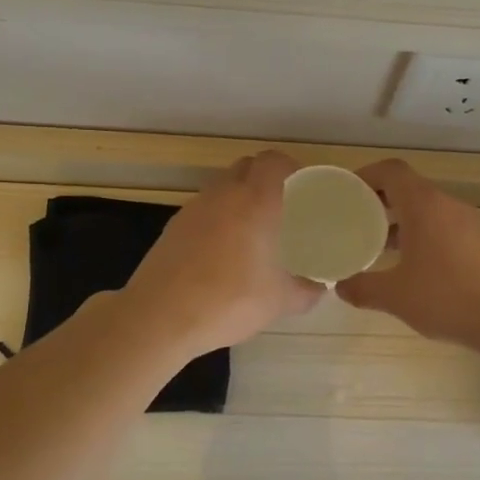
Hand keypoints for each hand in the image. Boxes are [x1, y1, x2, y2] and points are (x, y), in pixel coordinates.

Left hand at [121, 150, 323, 358]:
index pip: (272, 161)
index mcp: (254, 201)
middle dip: (264, 178)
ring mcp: (192, 209)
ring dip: (238, 198)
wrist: (159, 317)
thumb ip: (305, 292)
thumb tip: (319, 289)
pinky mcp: (172, 227)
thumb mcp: (278, 301)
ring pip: (221, 188)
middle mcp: (222, 195)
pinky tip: (223, 251)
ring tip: (253, 229)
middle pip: (246, 167)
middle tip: (282, 206)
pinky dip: (217, 219)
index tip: (302, 186)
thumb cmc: (228, 301)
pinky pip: (203, 210)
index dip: (289, 166)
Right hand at [336, 160, 479, 350]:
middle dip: (381, 203)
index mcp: (423, 205)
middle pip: (410, 190)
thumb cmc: (448, 297)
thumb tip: (341, 287)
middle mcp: (448, 205)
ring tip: (383, 249)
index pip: (391, 171)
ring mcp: (471, 223)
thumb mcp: (395, 296)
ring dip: (404, 223)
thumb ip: (363, 288)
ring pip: (430, 212)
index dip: (366, 175)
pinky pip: (447, 230)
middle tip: (358, 223)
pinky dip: (426, 239)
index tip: (347, 193)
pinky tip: (419, 270)